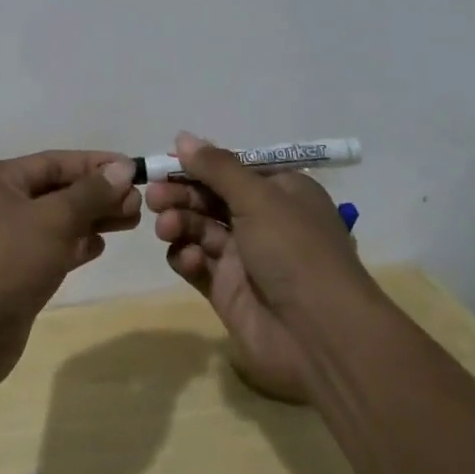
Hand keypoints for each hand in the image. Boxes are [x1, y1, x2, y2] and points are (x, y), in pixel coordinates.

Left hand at [0, 150, 141, 392]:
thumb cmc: (7, 260)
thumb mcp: (53, 219)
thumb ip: (90, 193)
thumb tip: (123, 168)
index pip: (55, 162)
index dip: (96, 164)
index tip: (134, 169)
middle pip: (57, 190)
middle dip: (98, 194)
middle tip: (139, 203)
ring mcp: (4, 240)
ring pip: (57, 220)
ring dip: (92, 219)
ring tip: (132, 220)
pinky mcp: (14, 272)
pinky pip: (51, 248)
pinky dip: (76, 244)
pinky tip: (101, 245)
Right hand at [147, 132, 375, 402]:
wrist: (320, 336)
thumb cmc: (294, 250)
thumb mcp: (258, 197)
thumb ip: (216, 167)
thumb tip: (182, 137)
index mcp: (280, 192)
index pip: (232, 169)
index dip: (199, 164)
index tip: (166, 161)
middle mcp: (263, 220)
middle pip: (210, 197)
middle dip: (181, 193)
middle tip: (154, 195)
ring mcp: (244, 257)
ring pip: (199, 229)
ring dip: (179, 222)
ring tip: (166, 227)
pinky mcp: (227, 291)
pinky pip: (198, 264)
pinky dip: (187, 257)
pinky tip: (188, 259)